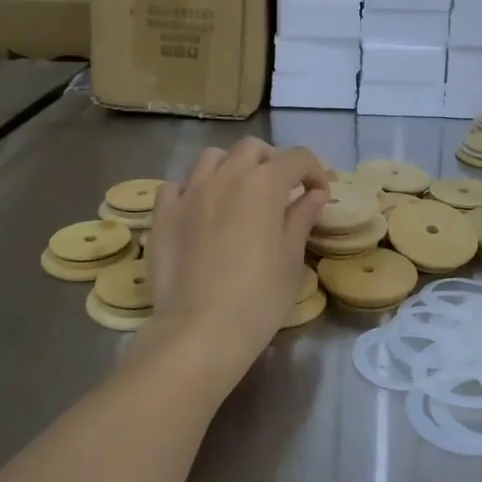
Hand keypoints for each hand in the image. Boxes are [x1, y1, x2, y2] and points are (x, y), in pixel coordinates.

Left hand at [144, 139, 328, 383]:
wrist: (199, 332)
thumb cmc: (258, 298)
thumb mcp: (291, 258)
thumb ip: (302, 217)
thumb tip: (315, 194)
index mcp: (263, 184)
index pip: (297, 158)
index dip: (314, 171)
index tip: (318, 194)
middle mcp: (226, 176)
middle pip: (253, 149)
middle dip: (272, 161)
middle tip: (281, 190)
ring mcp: (190, 192)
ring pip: (212, 158)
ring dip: (231, 167)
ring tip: (238, 193)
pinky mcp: (163, 213)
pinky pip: (177, 185)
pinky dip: (192, 188)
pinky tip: (200, 209)